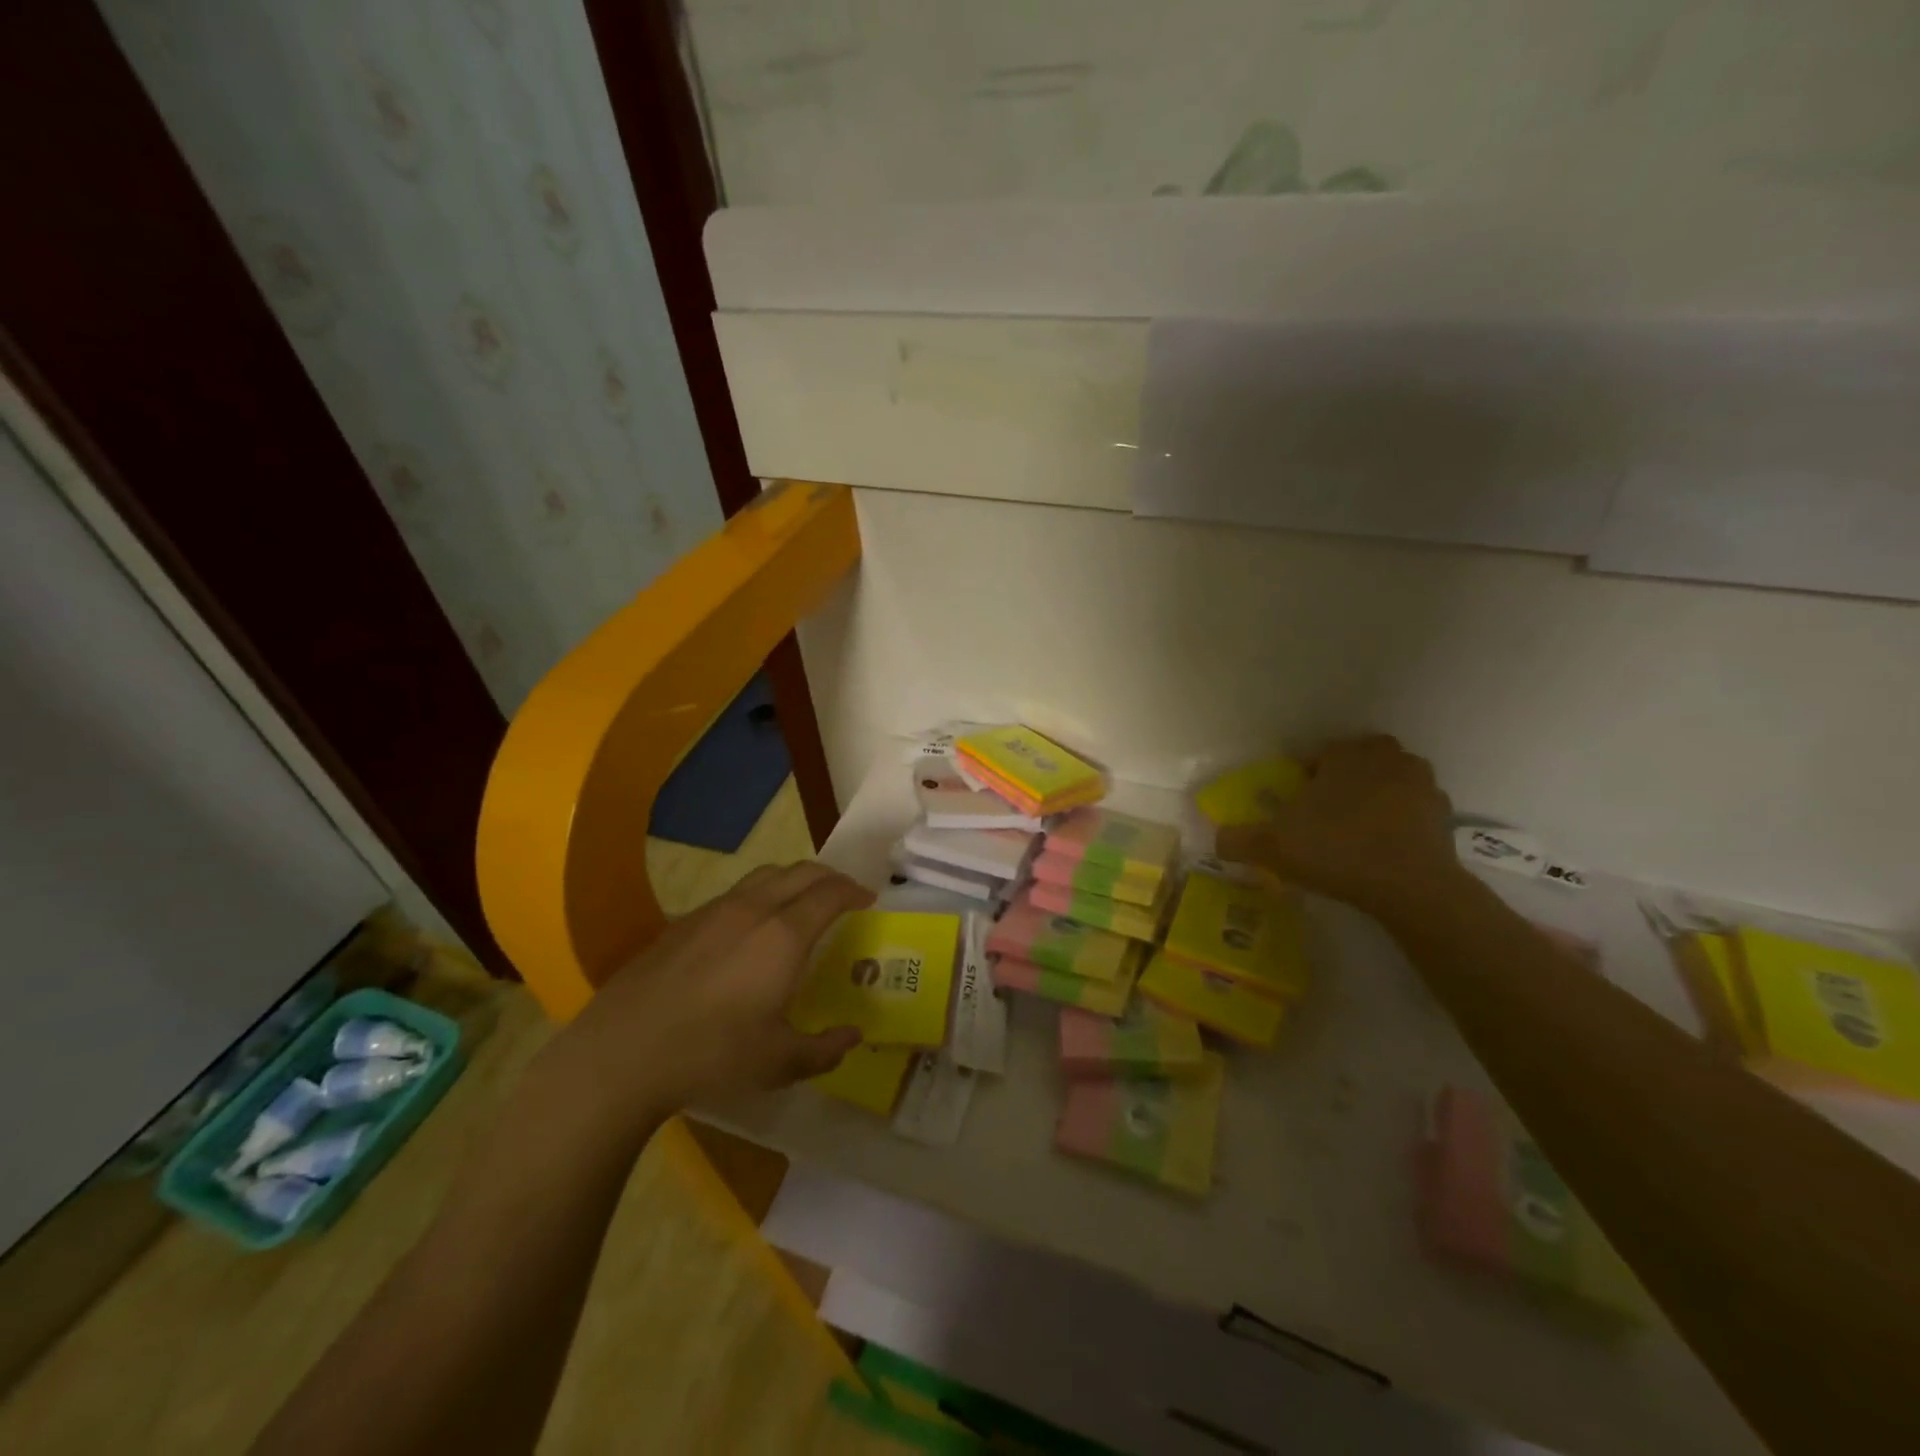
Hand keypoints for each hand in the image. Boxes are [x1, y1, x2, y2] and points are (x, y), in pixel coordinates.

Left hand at [548, 863, 872, 1125]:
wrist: (623, 1051)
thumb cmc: (711, 1054)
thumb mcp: (778, 1063)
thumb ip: (824, 1049)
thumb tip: (853, 1036)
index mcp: (784, 936)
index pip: (830, 894)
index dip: (854, 891)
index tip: (868, 899)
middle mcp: (753, 909)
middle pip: (801, 872)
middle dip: (829, 877)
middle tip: (843, 895)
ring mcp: (714, 910)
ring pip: (765, 875)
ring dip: (794, 879)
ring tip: (801, 902)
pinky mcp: (684, 921)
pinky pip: (736, 892)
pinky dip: (760, 895)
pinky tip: (751, 928)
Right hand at [1215, 735, 1467, 925]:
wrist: (1412, 887)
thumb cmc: (1336, 850)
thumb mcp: (1272, 846)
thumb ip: (1238, 839)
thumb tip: (1217, 838)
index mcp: (1346, 753)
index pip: (1316, 756)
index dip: (1301, 782)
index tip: (1293, 810)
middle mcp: (1386, 757)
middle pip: (1354, 764)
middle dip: (1340, 784)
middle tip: (1322, 818)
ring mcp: (1421, 783)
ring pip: (1385, 783)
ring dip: (1371, 800)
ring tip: (1352, 834)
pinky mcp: (1443, 813)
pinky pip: (1411, 810)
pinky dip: (1398, 823)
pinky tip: (1381, 849)